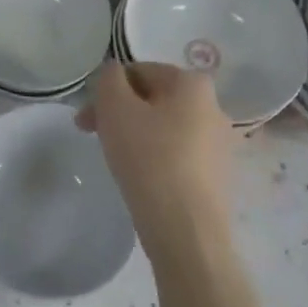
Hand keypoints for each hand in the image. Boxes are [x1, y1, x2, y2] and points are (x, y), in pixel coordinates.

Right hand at [78, 62, 233, 263]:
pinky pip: (178, 155)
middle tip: (93, 135)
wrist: (187, 235)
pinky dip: (156, 158)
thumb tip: (114, 75)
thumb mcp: (115, 107)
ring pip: (164, 127)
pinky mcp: (218, 177)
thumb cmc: (149, 160)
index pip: (139, 71)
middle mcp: (214, 107)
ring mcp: (220, 145)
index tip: (86, 118)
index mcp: (193, 83)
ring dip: (136, 134)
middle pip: (153, 99)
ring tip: (116, 159)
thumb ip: (109, 78)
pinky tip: (141, 179)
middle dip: (119, 112)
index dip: (107, 90)